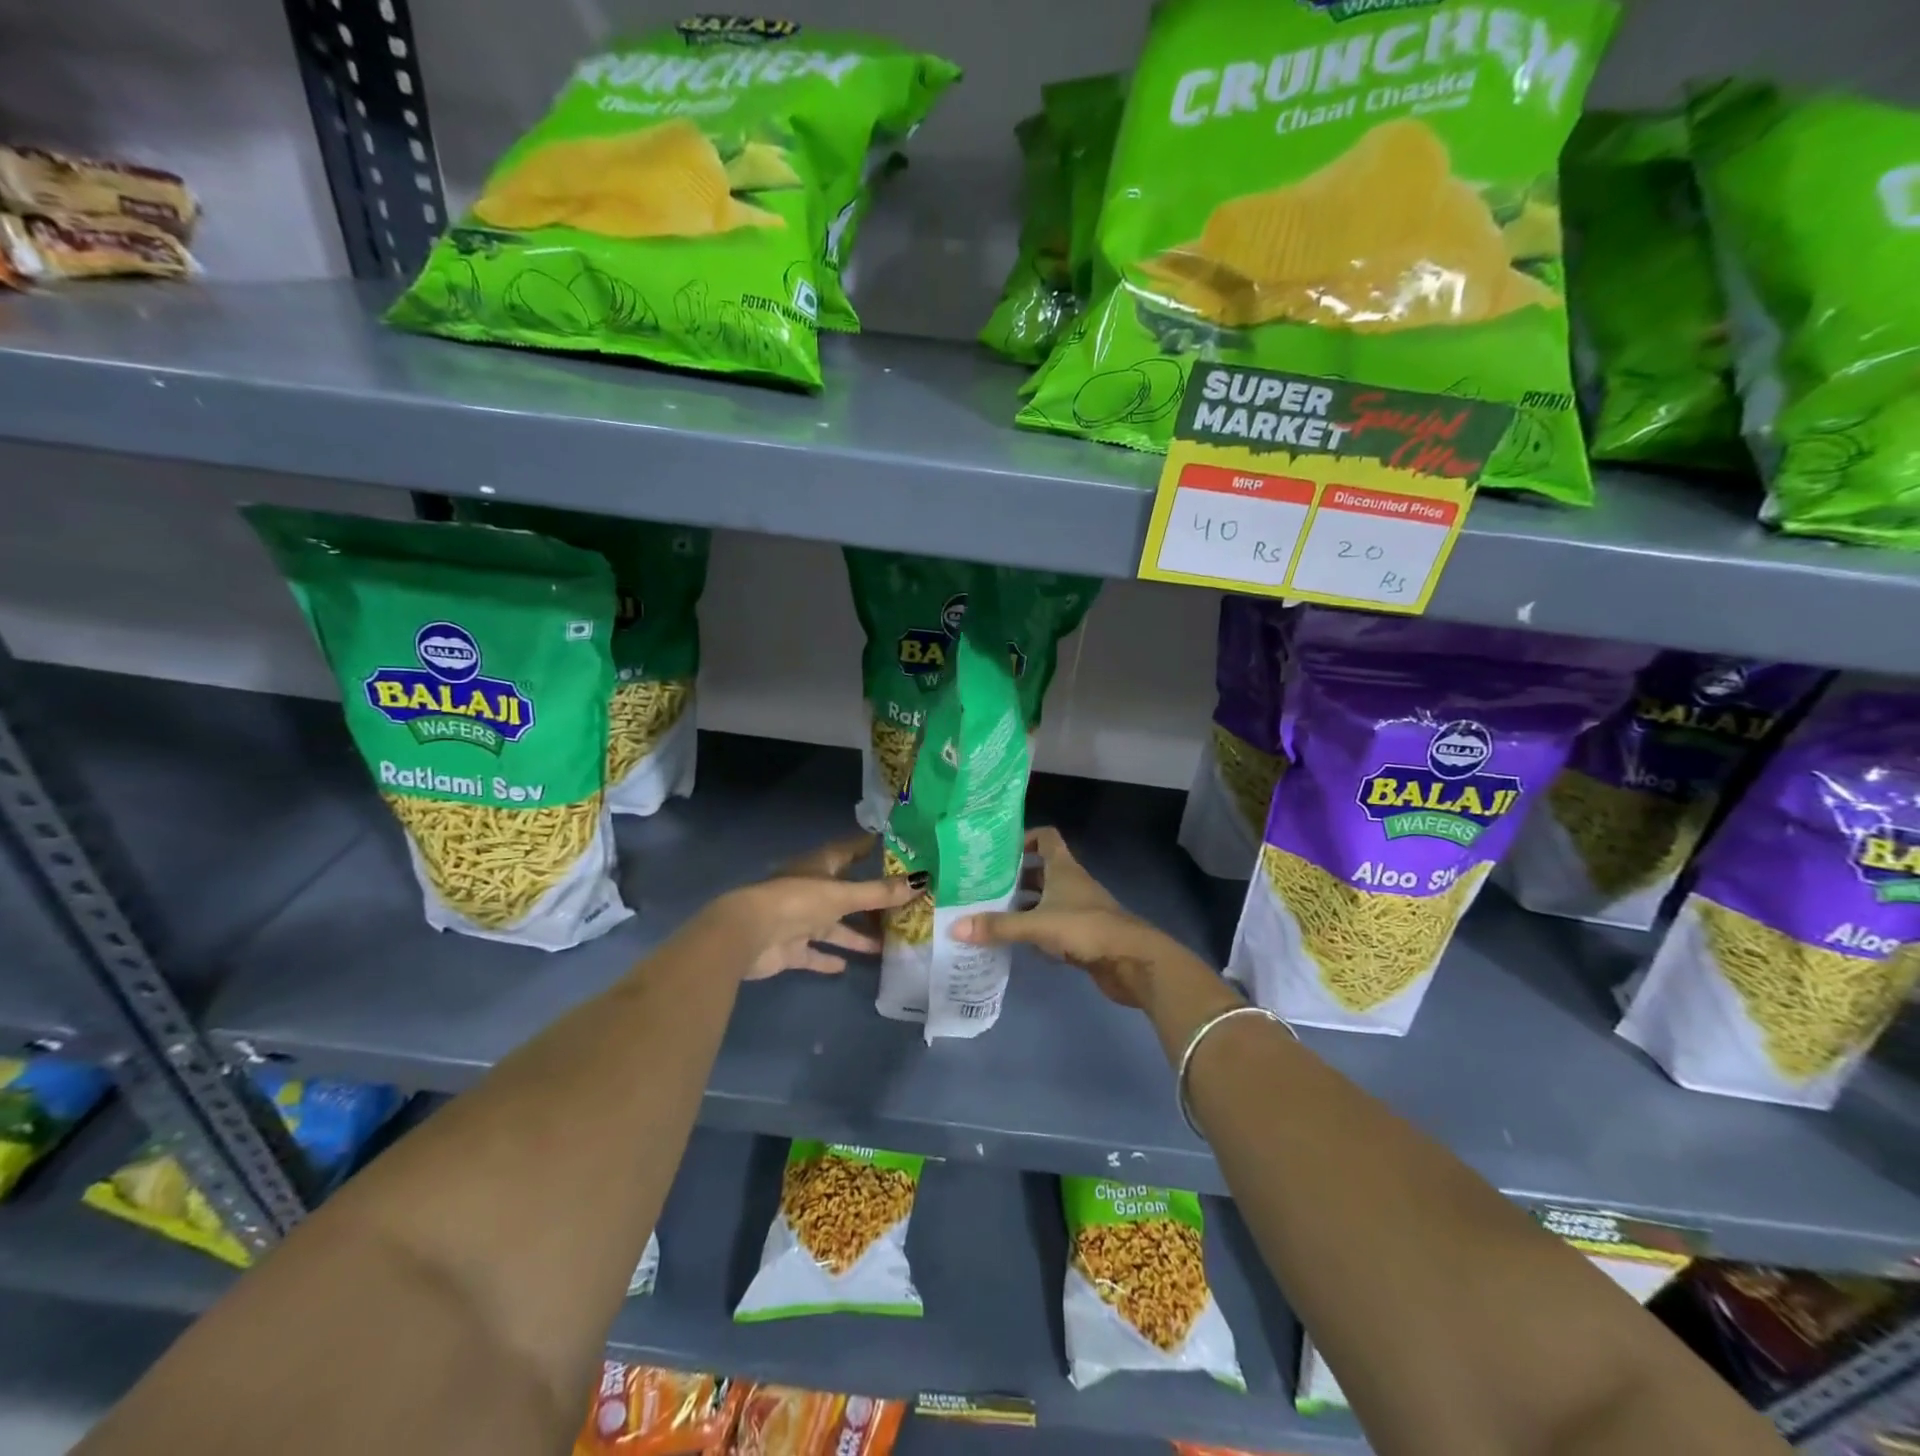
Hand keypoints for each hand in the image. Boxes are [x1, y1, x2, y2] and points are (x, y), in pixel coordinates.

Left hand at [718, 832, 917, 980]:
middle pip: (848, 892)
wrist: (748, 935)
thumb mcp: (843, 895)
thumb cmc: (797, 901)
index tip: (900, 849)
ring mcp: (800, 919)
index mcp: (821, 866)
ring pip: (835, 926)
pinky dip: (829, 958)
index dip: (872, 848)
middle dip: (872, 900)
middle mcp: (812, 890)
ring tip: (888, 944)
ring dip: (857, 934)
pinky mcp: (791, 948)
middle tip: (906, 907)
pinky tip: (847, 966)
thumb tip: (923, 880)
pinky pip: (815, 953)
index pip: (851, 850)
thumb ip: (880, 892)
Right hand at [952, 828, 1171, 1007]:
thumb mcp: (1037, 924)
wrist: (1132, 961)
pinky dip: (1034, 931)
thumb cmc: (1086, 928)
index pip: (1045, 837)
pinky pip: (1051, 926)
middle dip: (1013, 876)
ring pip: (1044, 900)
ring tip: (989, 913)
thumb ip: (997, 926)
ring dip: (1022, 905)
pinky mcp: (1081, 935)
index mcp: (1063, 867)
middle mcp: (1071, 883)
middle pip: (1040, 870)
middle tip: (981, 886)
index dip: (1024, 837)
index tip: (997, 850)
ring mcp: (1078, 909)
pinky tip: (1014, 942)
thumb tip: (954, 927)